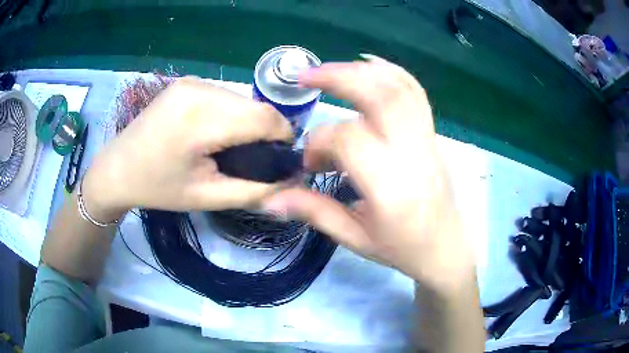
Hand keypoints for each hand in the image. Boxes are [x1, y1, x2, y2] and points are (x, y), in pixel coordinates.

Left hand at [82, 77, 291, 219]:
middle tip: (255, 159)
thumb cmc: (158, 188)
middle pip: (255, 106)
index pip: (265, 117)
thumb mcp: (207, 197)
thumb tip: (291, 180)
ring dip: (248, 121)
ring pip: (242, 99)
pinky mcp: (187, 81)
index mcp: (201, 119)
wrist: (117, 168)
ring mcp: (192, 81)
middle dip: (265, 131)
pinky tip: (216, 132)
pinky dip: (231, 113)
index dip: (283, 137)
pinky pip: (225, 95)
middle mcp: (199, 89)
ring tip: (232, 147)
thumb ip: (254, 190)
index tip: (281, 159)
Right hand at [263, 58, 473, 290]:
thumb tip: (269, 198)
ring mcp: (427, 140)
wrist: (444, 246)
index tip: (309, 161)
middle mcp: (412, 155)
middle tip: (305, 76)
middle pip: (379, 97)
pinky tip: (368, 65)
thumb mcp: (355, 238)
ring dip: (360, 70)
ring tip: (329, 70)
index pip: (350, 140)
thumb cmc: (401, 248)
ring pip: (398, 87)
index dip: (319, 142)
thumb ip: (314, 212)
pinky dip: (390, 71)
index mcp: (391, 188)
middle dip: (338, 78)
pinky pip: (415, 92)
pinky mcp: (432, 134)